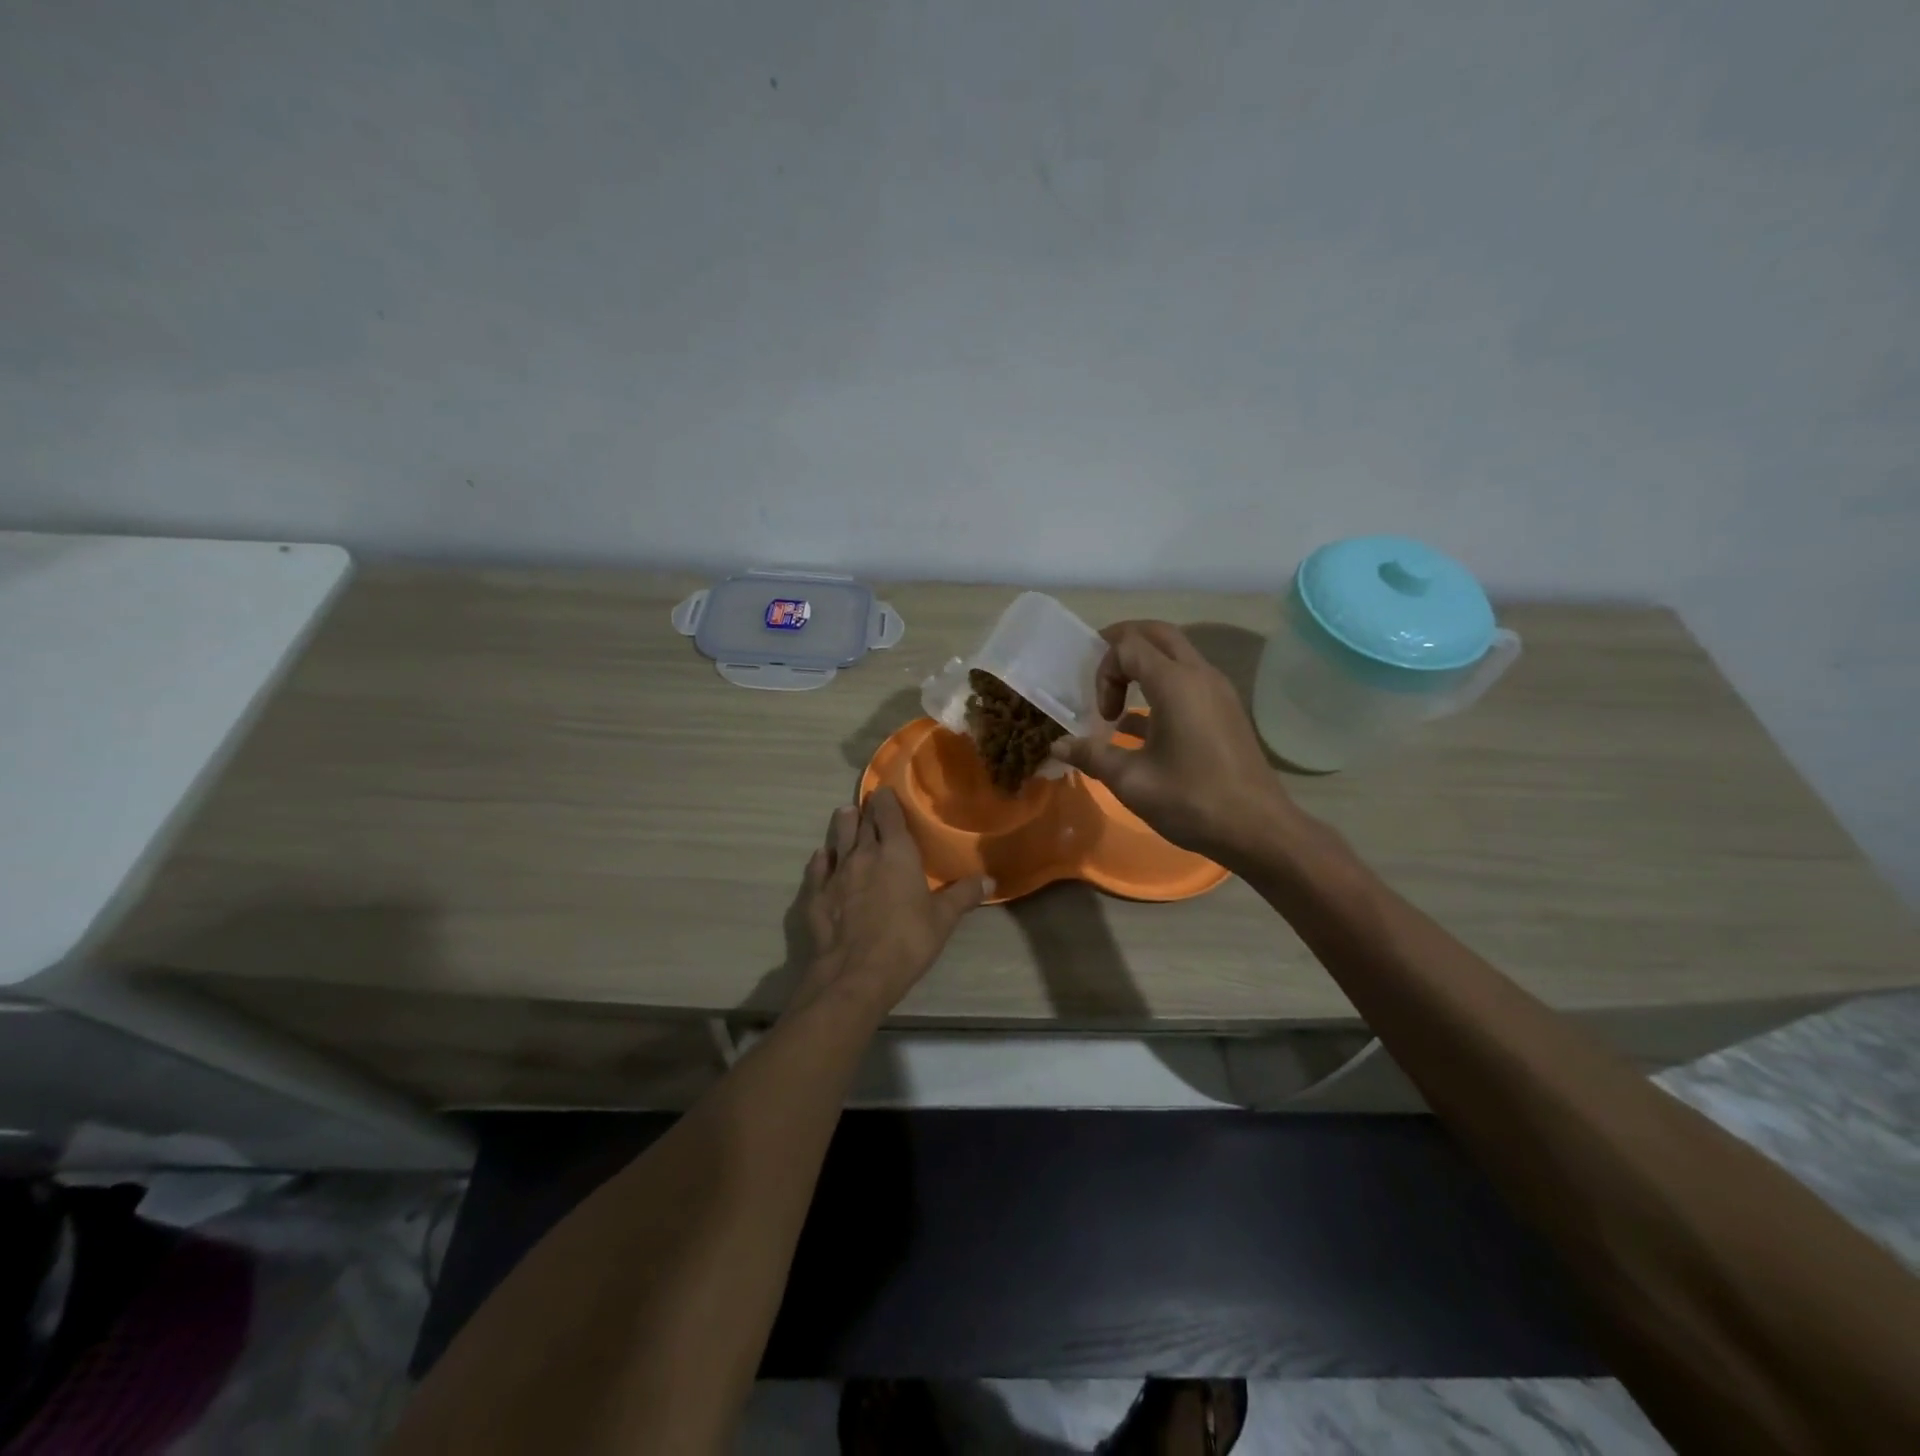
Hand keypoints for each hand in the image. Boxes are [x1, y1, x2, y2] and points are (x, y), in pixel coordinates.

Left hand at [787, 788, 990, 1021]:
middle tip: (870, 804)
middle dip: (867, 811)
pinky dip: (822, 859)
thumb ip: (964, 895)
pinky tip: (822, 857)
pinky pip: (818, 868)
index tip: (885, 791)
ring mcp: (836, 873)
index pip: (889, 814)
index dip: (887, 800)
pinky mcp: (816, 895)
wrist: (856, 974)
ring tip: (846, 815)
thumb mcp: (943, 919)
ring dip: (843, 826)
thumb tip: (990, 879)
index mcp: (896, 853)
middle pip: (863, 822)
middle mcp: (863, 854)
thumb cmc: (907, 941)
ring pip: (838, 838)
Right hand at [1050, 621, 1294, 861]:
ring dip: (1143, 665)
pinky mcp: (1224, 709)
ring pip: (1175, 654)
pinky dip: (1160, 686)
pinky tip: (1140, 726)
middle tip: (1098, 670)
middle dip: (1123, 644)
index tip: (1102, 714)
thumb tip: (1057, 746)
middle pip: (1157, 633)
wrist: (1257, 829)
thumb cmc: (1191, 800)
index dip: (1104, 670)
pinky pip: (1187, 679)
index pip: (1129, 645)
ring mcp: (1217, 690)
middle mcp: (1199, 675)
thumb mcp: (1131, 781)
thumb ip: (1092, 756)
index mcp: (1175, 683)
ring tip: (1118, 699)